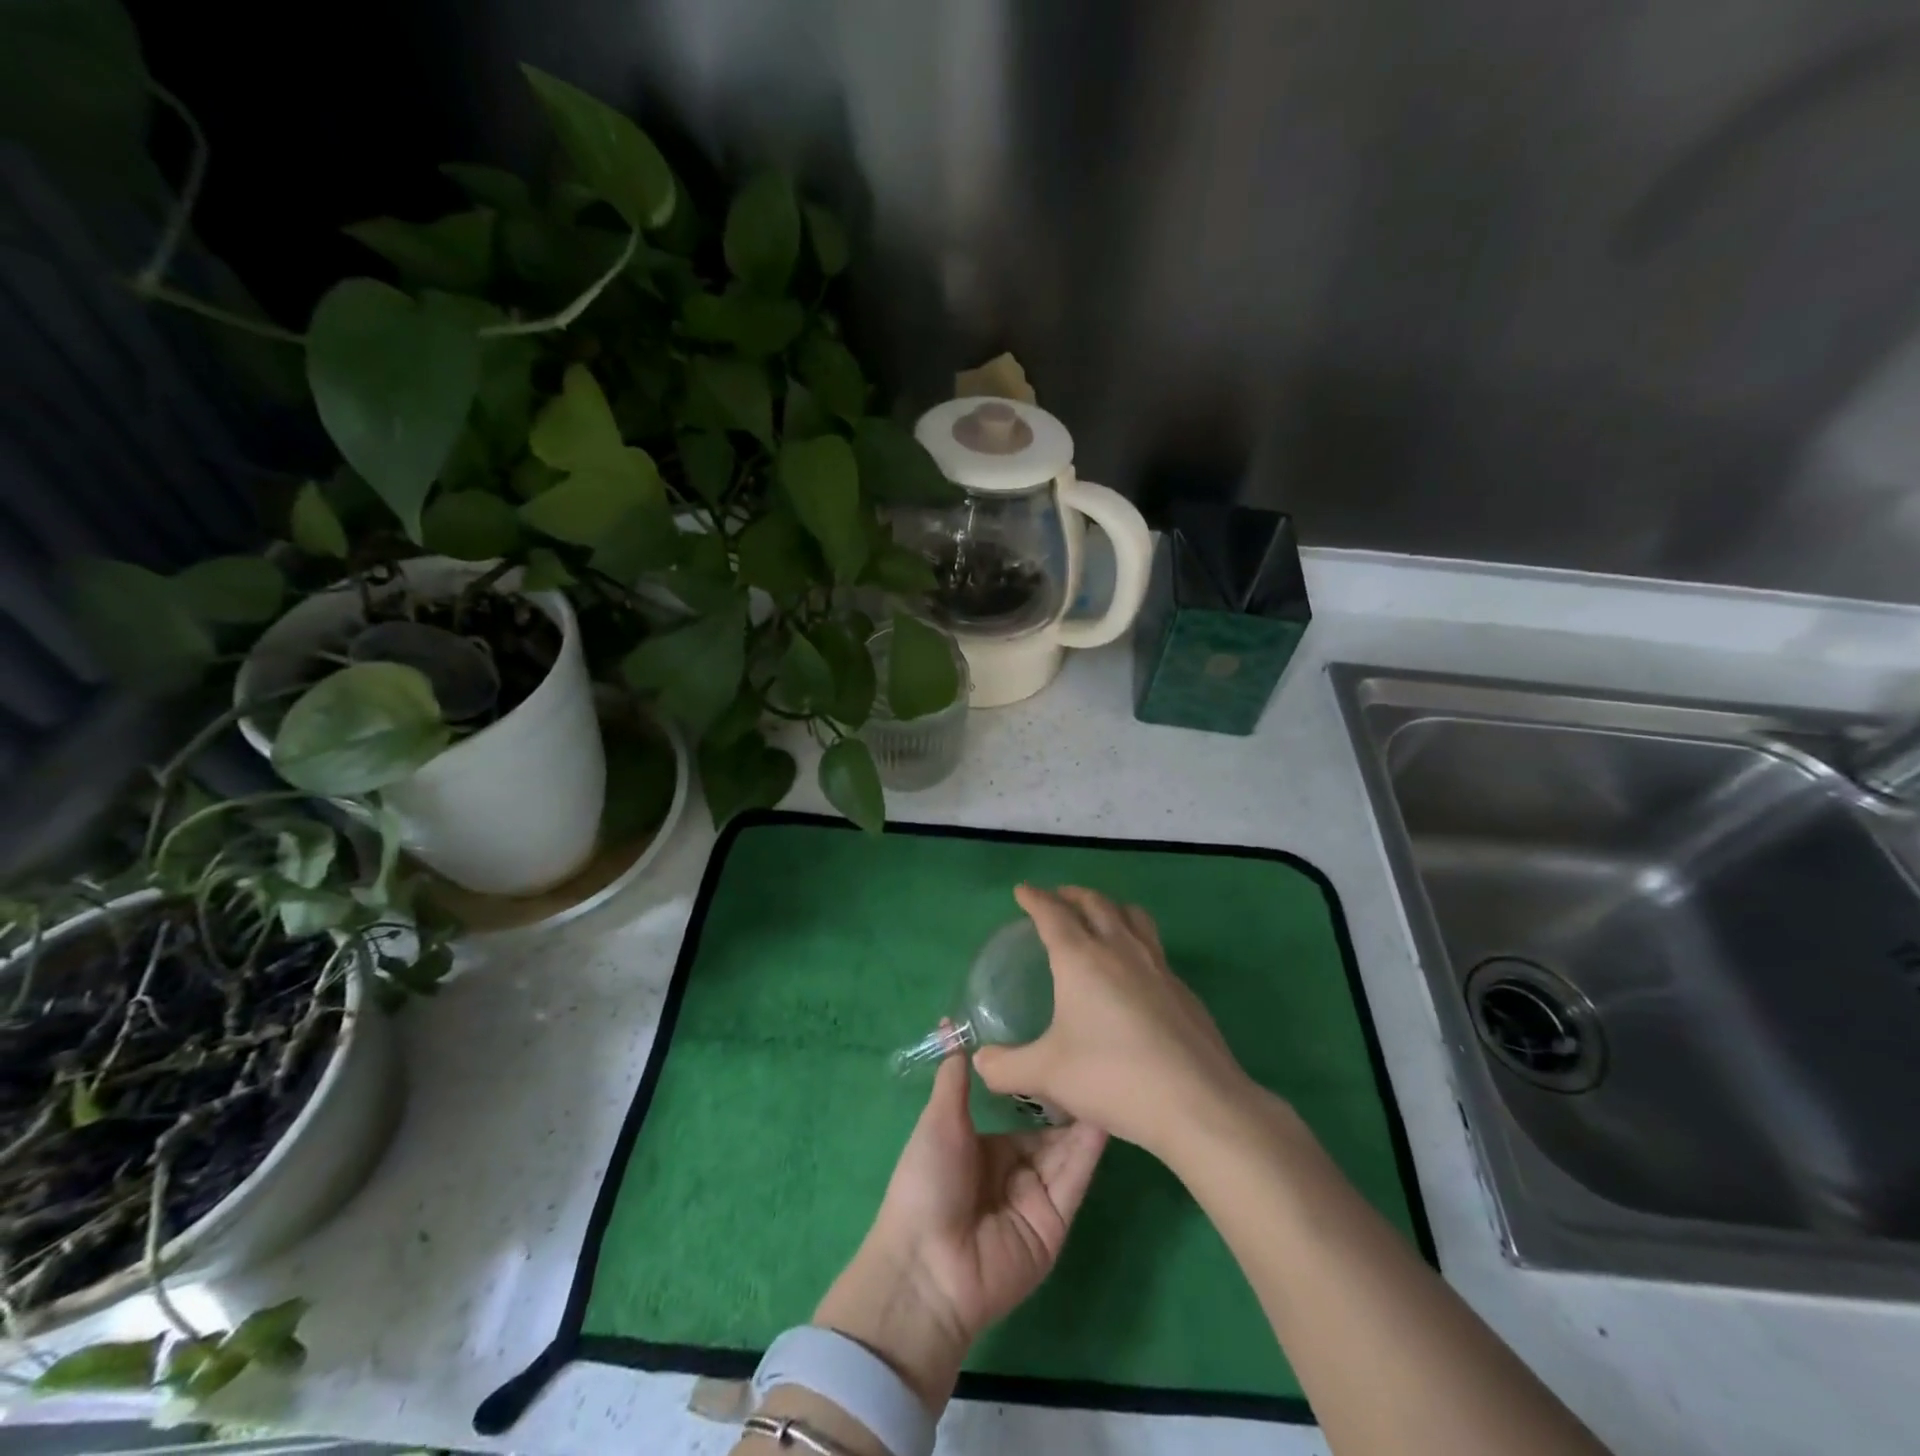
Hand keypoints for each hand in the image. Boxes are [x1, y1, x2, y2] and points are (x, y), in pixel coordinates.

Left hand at [813, 1049, 1106, 1409]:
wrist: (927, 1267)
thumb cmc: (926, 1183)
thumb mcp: (938, 1121)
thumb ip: (953, 1079)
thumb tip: (950, 1026)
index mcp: (984, 1147)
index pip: (1021, 1111)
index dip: (1038, 1084)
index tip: (1059, 1044)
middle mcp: (1014, 1170)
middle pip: (1050, 1130)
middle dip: (1069, 1099)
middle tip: (1095, 1056)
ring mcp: (1037, 1197)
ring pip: (1067, 1149)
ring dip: (1085, 1116)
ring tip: (1109, 1074)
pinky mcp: (1056, 1222)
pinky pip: (1074, 1177)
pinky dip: (1090, 1147)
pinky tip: (1107, 1113)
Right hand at [973, 885, 1252, 1156]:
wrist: (1197, 1102)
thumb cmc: (1113, 1077)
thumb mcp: (1047, 1074)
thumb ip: (1007, 1067)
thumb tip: (981, 1063)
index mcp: (1081, 958)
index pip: (1053, 913)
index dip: (1035, 898)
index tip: (1023, 890)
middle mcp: (1120, 949)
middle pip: (1095, 903)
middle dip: (1072, 894)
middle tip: (1058, 898)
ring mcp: (1157, 965)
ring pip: (1132, 915)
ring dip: (1110, 906)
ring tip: (1100, 916)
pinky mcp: (1182, 988)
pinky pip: (1153, 946)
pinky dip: (1136, 939)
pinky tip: (1133, 970)